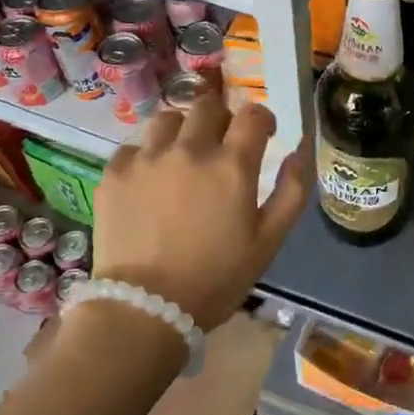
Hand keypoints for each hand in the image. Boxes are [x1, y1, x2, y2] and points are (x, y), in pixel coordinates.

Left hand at [92, 94, 308, 331]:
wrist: (145, 309)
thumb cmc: (216, 279)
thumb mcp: (268, 241)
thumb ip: (291, 191)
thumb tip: (298, 150)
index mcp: (232, 165)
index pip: (253, 114)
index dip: (262, 120)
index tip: (262, 135)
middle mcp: (189, 149)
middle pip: (208, 105)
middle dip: (221, 118)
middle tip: (220, 144)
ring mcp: (147, 158)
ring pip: (168, 118)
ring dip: (181, 131)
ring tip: (181, 157)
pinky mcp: (114, 173)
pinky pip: (134, 146)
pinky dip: (146, 155)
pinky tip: (149, 180)